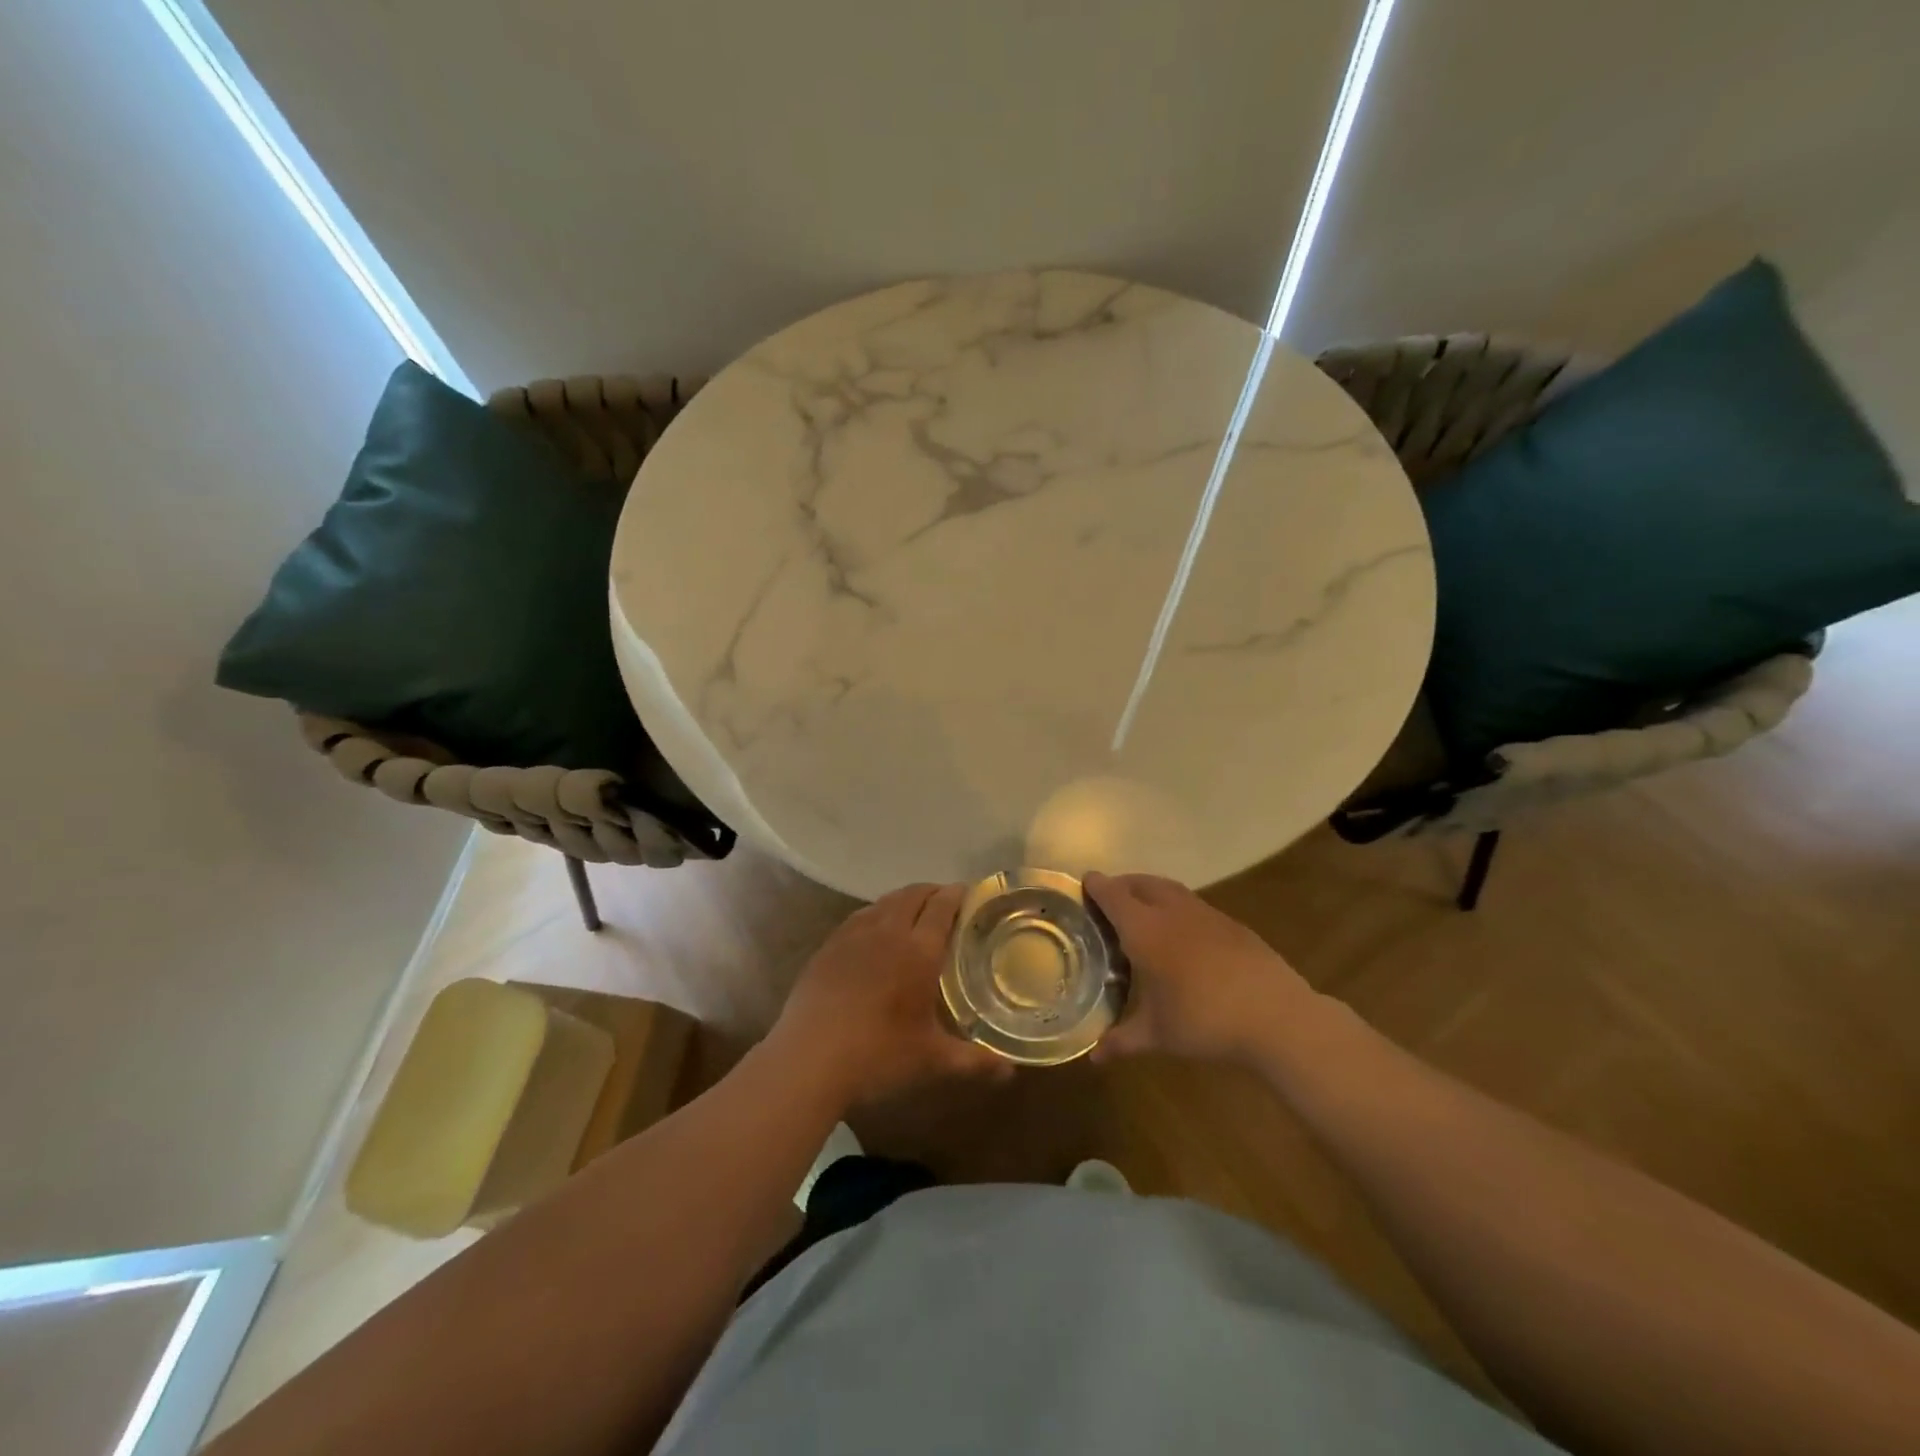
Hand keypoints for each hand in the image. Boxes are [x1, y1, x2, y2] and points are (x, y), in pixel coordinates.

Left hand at [771, 882, 1008, 1110]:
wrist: (809, 1059)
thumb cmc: (878, 1056)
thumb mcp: (932, 1060)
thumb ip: (974, 1061)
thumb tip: (1010, 1071)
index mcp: (918, 951)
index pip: (942, 906)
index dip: (957, 894)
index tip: (969, 893)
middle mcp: (887, 931)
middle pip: (912, 895)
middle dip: (932, 892)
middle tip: (946, 903)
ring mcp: (852, 935)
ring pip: (884, 902)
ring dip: (904, 900)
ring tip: (914, 912)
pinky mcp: (828, 947)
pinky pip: (859, 917)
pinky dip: (876, 913)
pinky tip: (875, 932)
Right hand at [1086, 872, 1316, 1064]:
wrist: (1276, 1016)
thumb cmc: (1204, 1021)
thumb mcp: (1158, 1035)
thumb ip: (1122, 1040)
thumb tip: (1093, 1057)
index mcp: (1145, 930)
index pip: (1113, 895)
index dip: (1096, 886)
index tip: (1084, 882)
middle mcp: (1172, 912)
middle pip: (1141, 883)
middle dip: (1122, 884)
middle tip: (1109, 898)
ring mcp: (1206, 914)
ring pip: (1169, 889)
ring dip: (1151, 892)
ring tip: (1142, 911)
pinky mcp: (1232, 924)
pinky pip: (1194, 905)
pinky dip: (1177, 908)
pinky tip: (1182, 935)